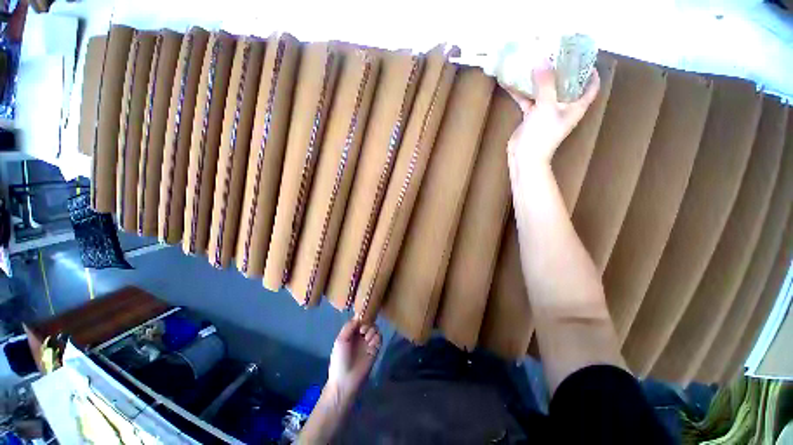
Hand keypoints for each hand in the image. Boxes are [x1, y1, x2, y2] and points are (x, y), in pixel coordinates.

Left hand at [327, 319, 381, 394]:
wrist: (345, 380)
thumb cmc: (340, 359)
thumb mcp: (341, 340)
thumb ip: (349, 326)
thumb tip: (358, 316)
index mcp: (351, 334)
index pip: (359, 320)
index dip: (361, 317)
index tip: (361, 317)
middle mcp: (360, 337)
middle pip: (368, 322)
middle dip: (367, 323)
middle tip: (363, 330)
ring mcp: (368, 343)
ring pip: (375, 328)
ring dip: (372, 330)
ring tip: (366, 337)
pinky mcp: (376, 349)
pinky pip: (379, 338)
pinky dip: (376, 337)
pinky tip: (370, 342)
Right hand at [505, 60, 599, 164]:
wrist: (525, 156)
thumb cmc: (542, 134)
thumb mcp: (547, 106)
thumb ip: (545, 83)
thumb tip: (542, 59)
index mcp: (576, 105)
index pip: (590, 86)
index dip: (590, 71)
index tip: (583, 56)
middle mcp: (563, 107)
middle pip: (566, 84)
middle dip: (561, 69)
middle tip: (554, 52)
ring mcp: (546, 112)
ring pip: (545, 91)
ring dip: (539, 79)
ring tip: (534, 61)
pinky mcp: (531, 117)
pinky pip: (528, 100)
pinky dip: (521, 92)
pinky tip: (512, 82)